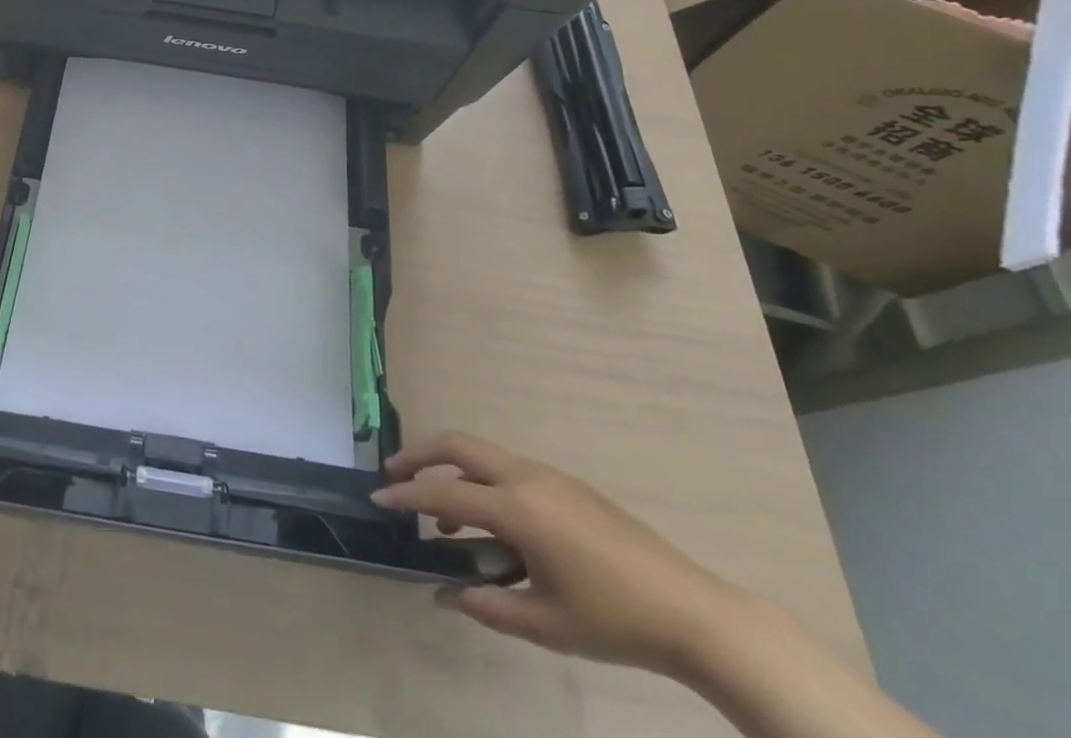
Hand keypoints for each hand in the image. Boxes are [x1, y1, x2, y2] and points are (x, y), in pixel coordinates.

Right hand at [373, 432, 746, 675]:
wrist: (693, 612)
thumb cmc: (614, 621)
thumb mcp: (545, 624)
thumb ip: (486, 605)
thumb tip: (443, 594)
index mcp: (517, 508)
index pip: (444, 494)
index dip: (406, 496)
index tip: (377, 499)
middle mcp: (527, 478)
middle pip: (458, 446)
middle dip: (421, 456)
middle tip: (395, 475)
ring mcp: (550, 477)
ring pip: (484, 458)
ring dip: (455, 475)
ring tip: (445, 521)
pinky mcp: (568, 486)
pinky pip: (511, 473)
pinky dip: (485, 487)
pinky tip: (494, 531)